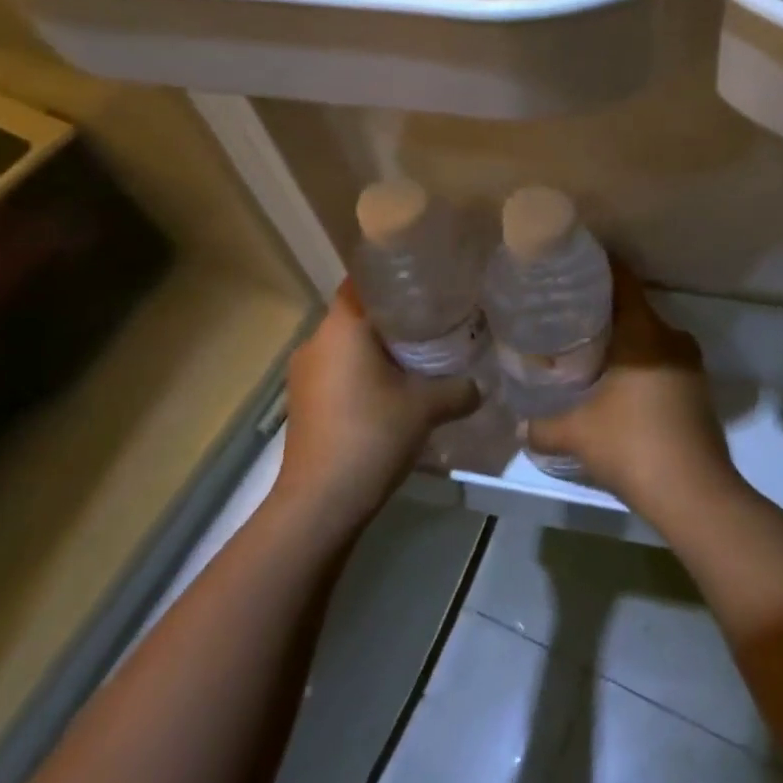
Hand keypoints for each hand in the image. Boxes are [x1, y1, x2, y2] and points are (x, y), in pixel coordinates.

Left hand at [276, 282, 478, 530]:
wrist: (320, 503)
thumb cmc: (371, 436)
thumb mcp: (426, 408)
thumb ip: (458, 389)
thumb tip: (481, 385)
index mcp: (341, 328)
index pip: (363, 282)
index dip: (393, 279)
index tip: (425, 285)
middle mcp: (316, 341)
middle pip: (358, 314)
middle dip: (393, 319)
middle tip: (433, 323)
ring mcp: (304, 374)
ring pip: (346, 346)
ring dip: (376, 350)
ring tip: (416, 359)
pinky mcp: (302, 402)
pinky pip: (337, 371)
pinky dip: (361, 373)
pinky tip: (389, 393)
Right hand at [527, 268, 739, 515]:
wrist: (696, 495)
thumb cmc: (633, 445)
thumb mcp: (577, 434)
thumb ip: (543, 426)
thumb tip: (519, 426)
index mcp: (644, 332)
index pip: (623, 280)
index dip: (599, 269)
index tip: (572, 268)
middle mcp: (671, 338)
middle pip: (634, 309)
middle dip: (603, 312)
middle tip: (568, 319)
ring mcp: (690, 365)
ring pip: (650, 339)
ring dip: (624, 343)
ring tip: (588, 353)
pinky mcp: (698, 391)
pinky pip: (662, 362)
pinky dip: (640, 366)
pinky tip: (617, 387)